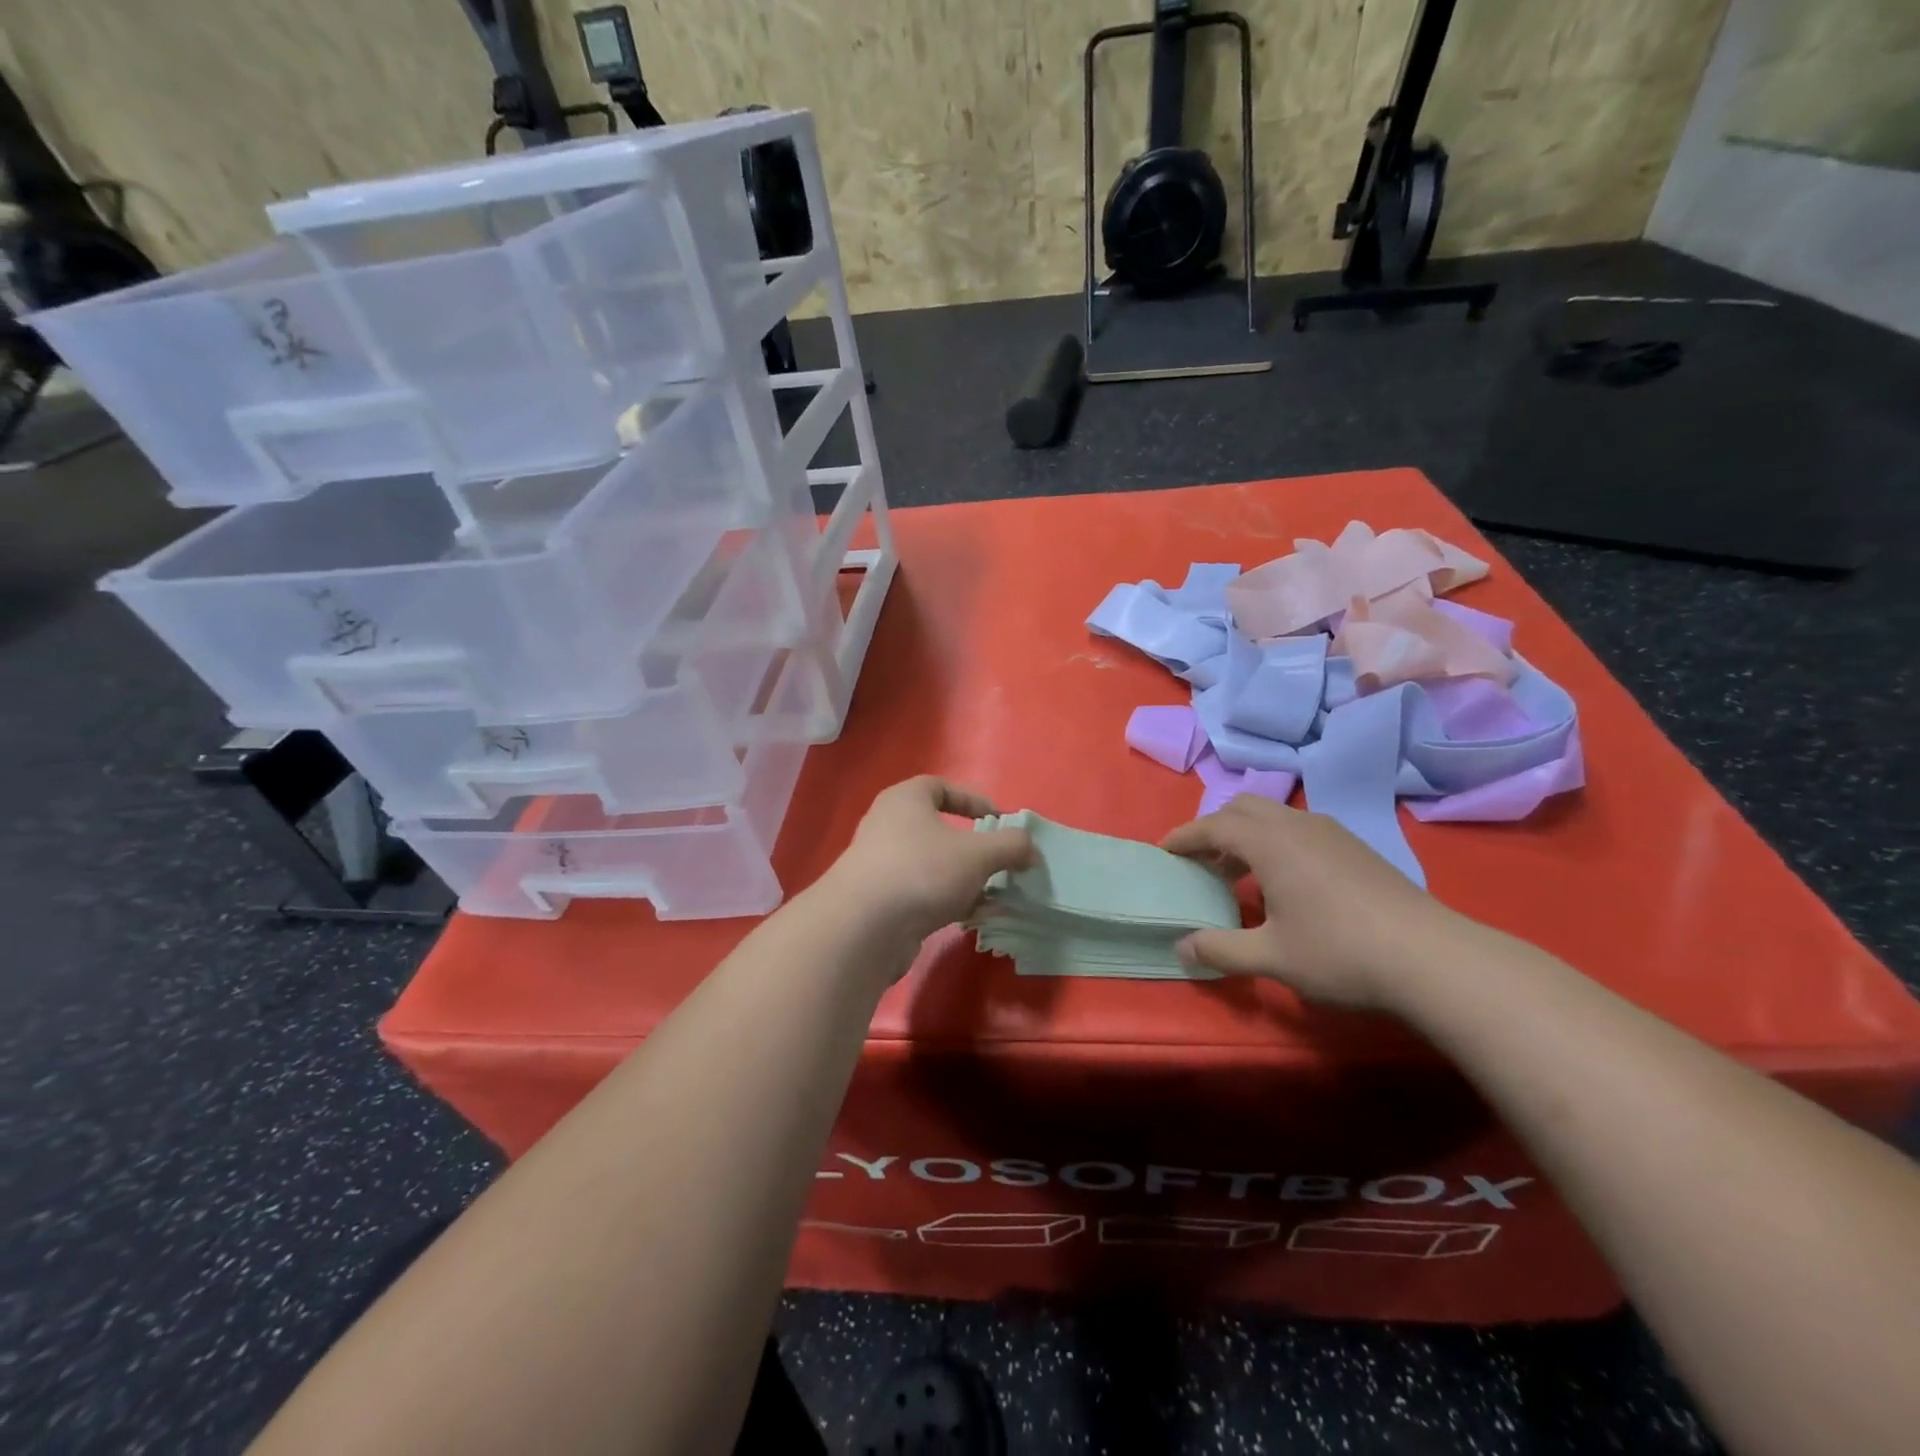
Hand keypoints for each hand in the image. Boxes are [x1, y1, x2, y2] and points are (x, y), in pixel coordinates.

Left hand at [819, 777, 1035, 947]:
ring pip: (933, 866)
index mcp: (905, 800)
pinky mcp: (880, 903)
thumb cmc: (922, 871)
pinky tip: (976, 918)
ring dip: (965, 879)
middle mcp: (888, 826)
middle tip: (999, 861)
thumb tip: (1030, 850)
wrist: (863, 928)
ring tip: (995, 894)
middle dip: (972, 847)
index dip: (973, 800)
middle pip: (938, 829)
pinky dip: (950, 902)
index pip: (940, 787)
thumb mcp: (978, 854)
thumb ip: (1011, 846)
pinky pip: (924, 895)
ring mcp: (881, 866)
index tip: (999, 820)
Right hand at [1161, 794, 1458, 1009]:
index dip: (1184, 837)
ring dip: (1247, 835)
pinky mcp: (1357, 847)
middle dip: (1214, 829)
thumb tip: (1181, 949)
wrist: (1433, 959)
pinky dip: (1276, 842)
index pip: (1213, 826)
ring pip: (1274, 816)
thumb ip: (1220, 950)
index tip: (1164, 851)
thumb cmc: (1341, 953)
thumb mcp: (1272, 957)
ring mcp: (1332, 833)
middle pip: (1243, 808)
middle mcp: (1297, 825)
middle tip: (1202, 863)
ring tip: (1240, 874)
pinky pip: (1300, 829)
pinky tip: (1287, 883)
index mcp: (1270, 842)